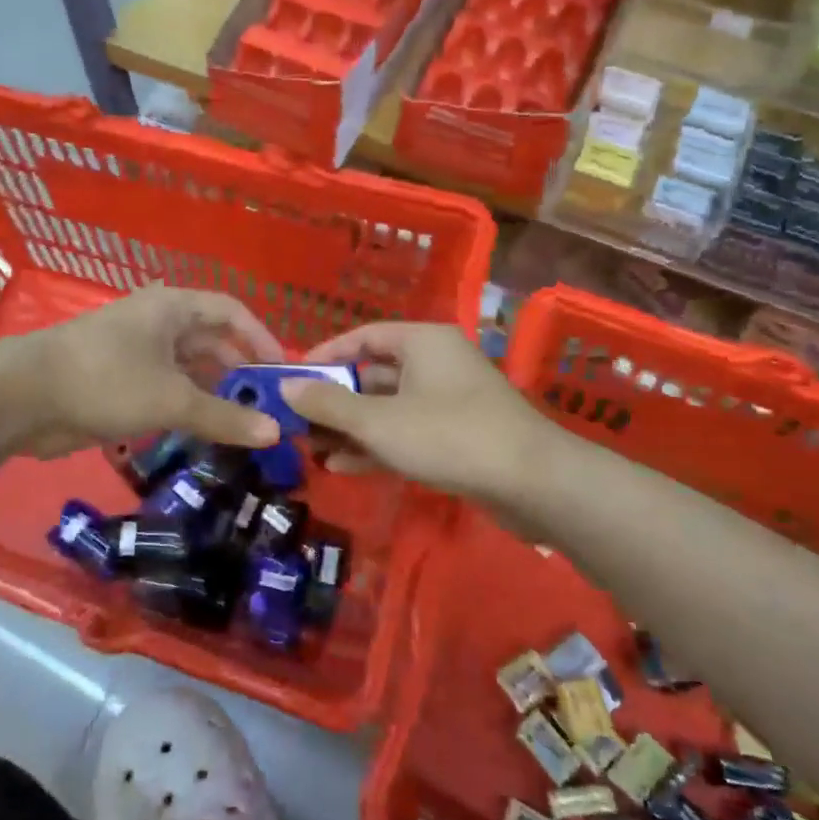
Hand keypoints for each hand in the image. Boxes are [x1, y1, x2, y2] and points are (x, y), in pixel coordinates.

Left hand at [7, 286, 283, 457]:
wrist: (23, 398)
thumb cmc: (106, 380)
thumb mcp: (172, 399)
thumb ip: (224, 416)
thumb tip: (275, 433)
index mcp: (172, 308)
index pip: (231, 311)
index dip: (261, 338)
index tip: (282, 373)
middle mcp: (158, 324)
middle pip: (212, 343)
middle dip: (239, 374)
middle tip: (267, 411)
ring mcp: (137, 354)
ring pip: (189, 372)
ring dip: (214, 396)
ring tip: (243, 429)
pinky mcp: (120, 383)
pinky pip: (166, 392)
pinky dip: (187, 410)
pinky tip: (204, 435)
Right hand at [279, 323, 551, 501]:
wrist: (532, 482)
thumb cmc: (448, 435)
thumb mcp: (378, 421)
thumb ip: (328, 404)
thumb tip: (286, 387)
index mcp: (421, 341)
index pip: (362, 336)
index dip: (325, 356)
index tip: (292, 379)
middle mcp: (435, 363)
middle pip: (372, 374)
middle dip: (334, 401)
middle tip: (296, 422)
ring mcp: (448, 400)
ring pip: (388, 407)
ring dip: (350, 428)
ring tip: (311, 449)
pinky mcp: (456, 435)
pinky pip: (406, 432)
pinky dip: (376, 445)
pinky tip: (342, 467)